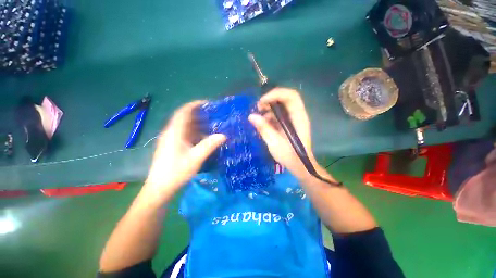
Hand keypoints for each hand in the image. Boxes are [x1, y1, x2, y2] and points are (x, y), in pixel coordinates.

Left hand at [144, 101, 225, 199]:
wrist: (160, 188)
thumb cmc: (176, 172)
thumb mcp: (195, 158)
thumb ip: (209, 145)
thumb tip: (223, 135)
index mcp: (174, 132)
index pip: (183, 112)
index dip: (194, 105)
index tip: (207, 103)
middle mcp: (171, 133)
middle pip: (185, 118)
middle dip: (199, 114)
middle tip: (214, 115)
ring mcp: (172, 140)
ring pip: (186, 127)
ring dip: (198, 124)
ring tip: (212, 125)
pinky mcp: (173, 146)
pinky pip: (186, 135)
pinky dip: (196, 133)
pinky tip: (205, 138)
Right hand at [248, 88, 316, 179]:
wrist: (300, 166)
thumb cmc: (290, 156)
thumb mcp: (275, 143)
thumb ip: (264, 129)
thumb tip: (251, 116)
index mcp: (298, 118)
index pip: (291, 96)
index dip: (276, 94)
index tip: (262, 102)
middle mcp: (297, 115)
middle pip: (285, 98)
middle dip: (270, 100)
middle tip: (258, 108)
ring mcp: (293, 120)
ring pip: (281, 106)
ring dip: (269, 108)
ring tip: (258, 117)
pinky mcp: (288, 124)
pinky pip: (278, 115)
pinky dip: (270, 116)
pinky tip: (263, 123)